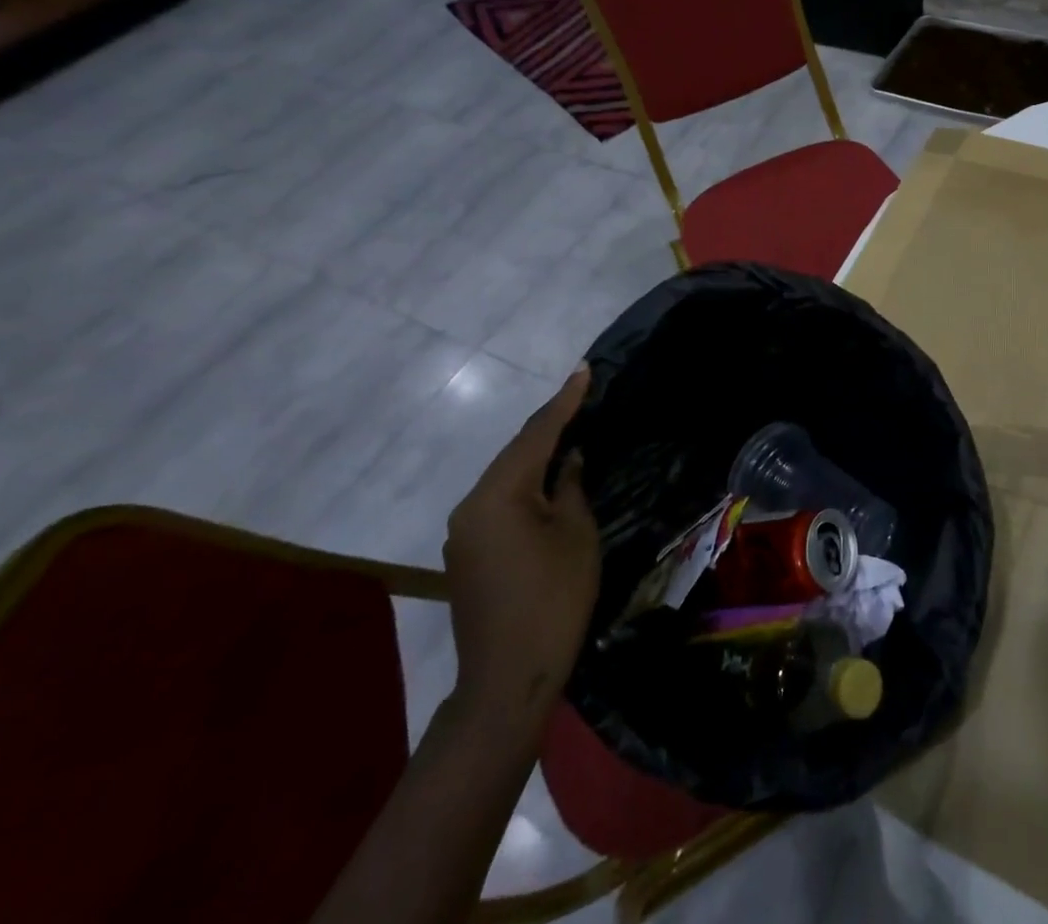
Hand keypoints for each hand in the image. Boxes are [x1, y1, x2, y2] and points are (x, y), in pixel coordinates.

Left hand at [444, 365, 600, 731]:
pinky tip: (548, 479)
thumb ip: (570, 486)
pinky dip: (525, 483)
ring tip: (569, 429)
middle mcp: (471, 505)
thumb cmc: (554, 597)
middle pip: (515, 453)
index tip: (584, 370)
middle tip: (580, 395)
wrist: (509, 678)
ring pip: (506, 477)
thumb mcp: (576, 533)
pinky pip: (499, 501)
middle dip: (549, 424)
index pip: (536, 435)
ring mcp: (464, 531)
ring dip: (536, 454)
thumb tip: (567, 459)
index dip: (564, 401)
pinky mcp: (468, 553)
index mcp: (498, 495)